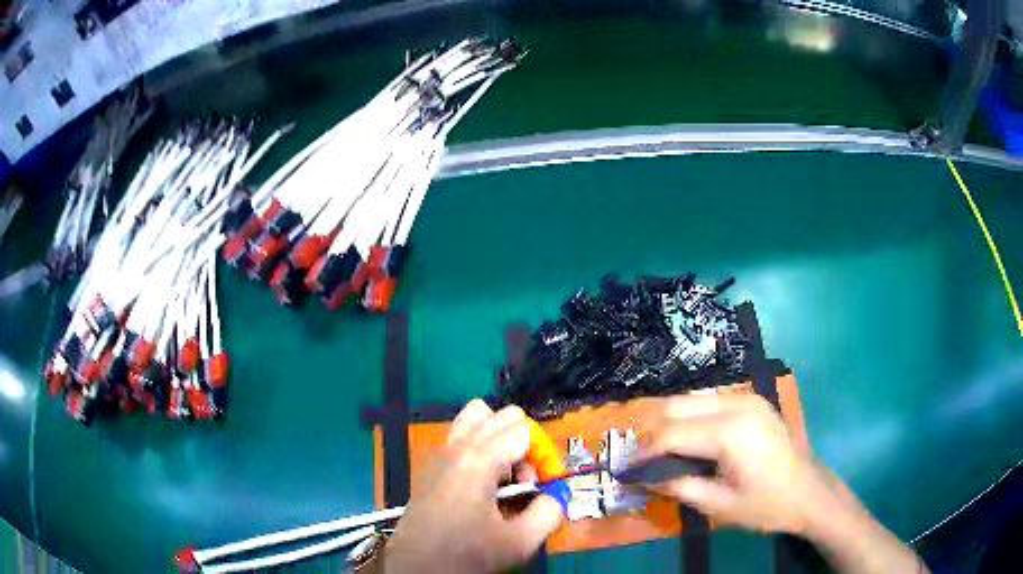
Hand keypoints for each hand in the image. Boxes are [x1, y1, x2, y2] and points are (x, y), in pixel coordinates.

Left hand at [383, 400, 563, 572]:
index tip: (544, 488)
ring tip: (505, 479)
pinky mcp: (432, 465)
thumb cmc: (465, 555)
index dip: (544, 457)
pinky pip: (462, 436)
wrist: (416, 569)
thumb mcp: (519, 542)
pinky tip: (483, 485)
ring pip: (477, 418)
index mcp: (478, 460)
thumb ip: (551, 512)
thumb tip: (558, 494)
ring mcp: (440, 453)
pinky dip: (481, 447)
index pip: (524, 429)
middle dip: (524, 444)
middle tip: (525, 483)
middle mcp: (457, 446)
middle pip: (502, 416)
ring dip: (501, 440)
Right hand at [638, 393, 821, 534]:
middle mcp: (737, 404)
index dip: (645, 453)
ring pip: (692, 398)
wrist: (809, 493)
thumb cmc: (766, 505)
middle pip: (677, 405)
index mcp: (731, 432)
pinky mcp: (752, 400)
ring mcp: (747, 397)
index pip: (672, 434)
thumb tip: (640, 479)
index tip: (627, 470)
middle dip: (654, 433)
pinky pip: (710, 400)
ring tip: (665, 453)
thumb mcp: (719, 505)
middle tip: (645, 462)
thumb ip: (678, 487)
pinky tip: (692, 441)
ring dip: (672, 422)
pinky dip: (692, 417)